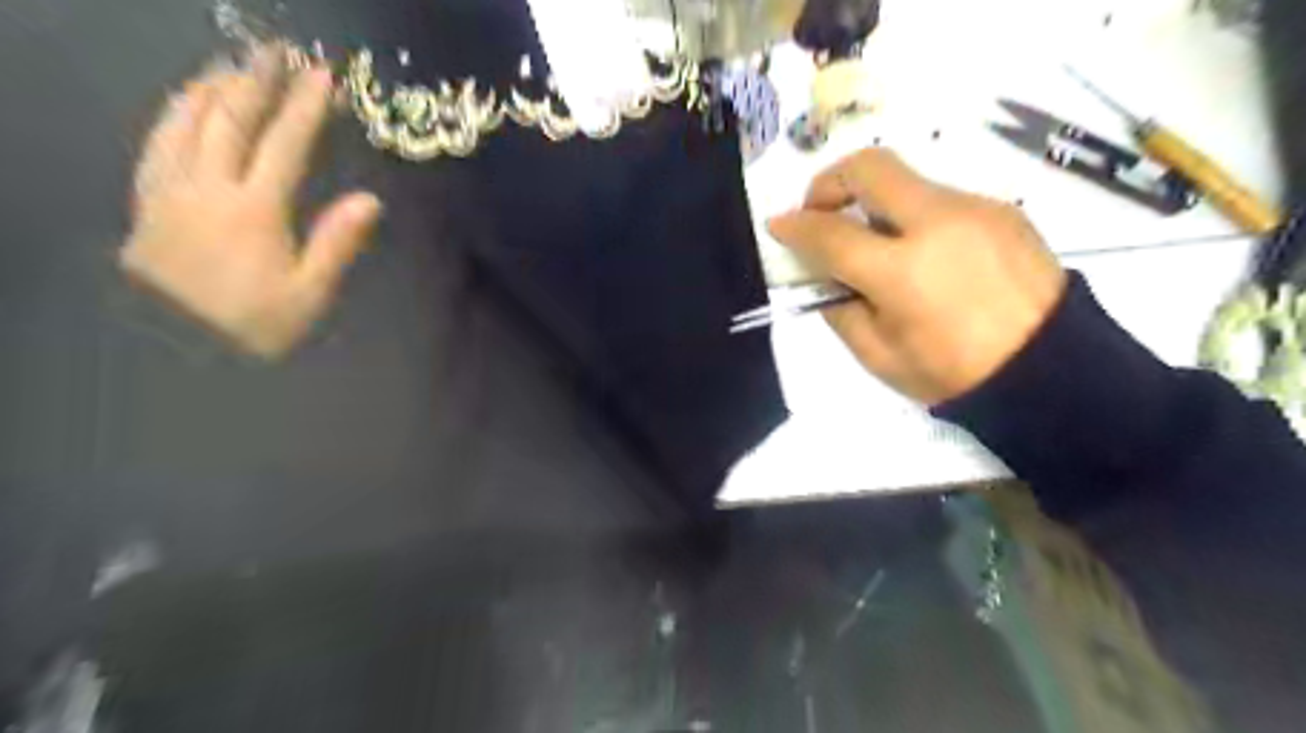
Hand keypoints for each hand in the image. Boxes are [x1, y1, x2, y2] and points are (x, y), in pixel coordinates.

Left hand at [120, 42, 382, 356]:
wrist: (178, 352)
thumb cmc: (255, 327)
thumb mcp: (309, 295)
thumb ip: (337, 244)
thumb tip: (370, 200)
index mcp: (254, 211)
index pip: (285, 145)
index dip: (305, 107)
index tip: (323, 76)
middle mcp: (207, 188)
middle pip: (231, 120)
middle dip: (257, 81)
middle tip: (277, 51)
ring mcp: (169, 191)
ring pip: (185, 122)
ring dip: (212, 88)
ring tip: (233, 66)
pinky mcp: (147, 201)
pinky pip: (156, 142)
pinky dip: (174, 113)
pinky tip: (186, 105)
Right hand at [767, 145, 1064, 404]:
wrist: (1049, 369)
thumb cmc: (953, 372)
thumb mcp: (879, 355)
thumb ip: (840, 308)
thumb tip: (825, 274)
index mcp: (902, 272)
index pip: (830, 233)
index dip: (796, 226)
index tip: (779, 225)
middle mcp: (938, 223)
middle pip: (870, 167)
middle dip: (830, 180)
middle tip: (820, 210)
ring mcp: (975, 209)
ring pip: (907, 181)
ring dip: (875, 202)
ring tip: (878, 244)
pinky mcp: (1000, 209)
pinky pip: (941, 198)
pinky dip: (914, 215)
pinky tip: (925, 254)